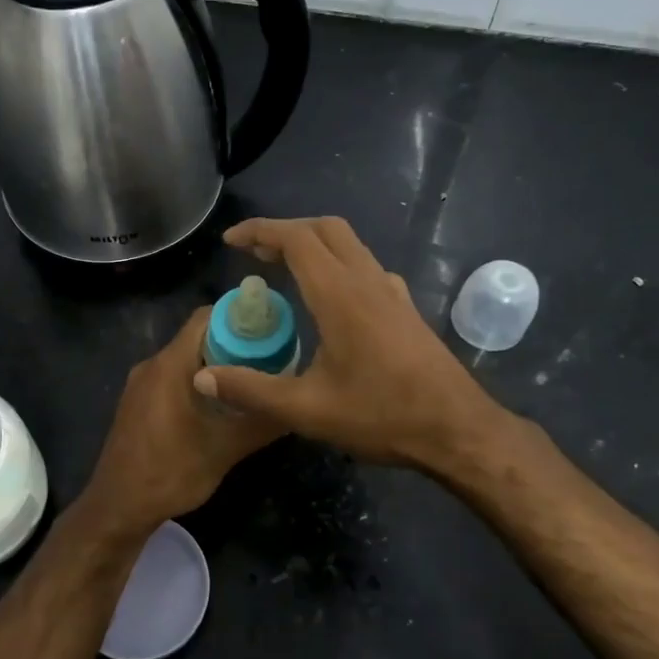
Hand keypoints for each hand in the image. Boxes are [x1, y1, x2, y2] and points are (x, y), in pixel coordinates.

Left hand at [75, 307, 285, 539]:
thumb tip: (297, 405)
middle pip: (199, 336)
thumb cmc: (170, 474)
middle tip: (272, 360)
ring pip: (186, 359)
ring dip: (218, 365)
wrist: (118, 508)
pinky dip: (199, 381)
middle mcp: (152, 365)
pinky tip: (221, 406)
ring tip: (253, 382)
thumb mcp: (224, 450)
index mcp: (170, 365)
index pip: (207, 317)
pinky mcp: (138, 402)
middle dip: (236, 343)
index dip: (241, 318)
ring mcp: (141, 384)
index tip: (273, 330)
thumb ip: (261, 422)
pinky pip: (173, 377)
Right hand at [192, 217, 503, 468]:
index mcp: (340, 295)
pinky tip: (330, 298)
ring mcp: (392, 293)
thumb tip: (202, 376)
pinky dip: (338, 264)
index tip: (231, 241)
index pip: (296, 239)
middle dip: (286, 230)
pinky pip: (366, 267)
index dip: (260, 231)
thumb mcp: (307, 410)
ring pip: (350, 245)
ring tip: (284, 268)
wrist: (457, 430)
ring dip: (314, 244)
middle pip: (325, 229)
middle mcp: (368, 282)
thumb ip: (252, 390)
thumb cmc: (381, 416)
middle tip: (254, 252)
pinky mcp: (406, 309)